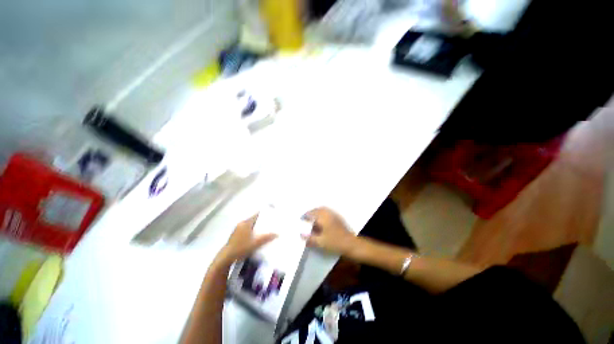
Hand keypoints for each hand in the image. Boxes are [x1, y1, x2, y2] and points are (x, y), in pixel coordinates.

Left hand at [217, 215, 276, 264]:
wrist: (226, 257)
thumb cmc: (241, 248)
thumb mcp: (255, 243)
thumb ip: (266, 238)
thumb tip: (277, 234)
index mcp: (246, 223)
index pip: (256, 215)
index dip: (264, 215)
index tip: (271, 216)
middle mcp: (241, 224)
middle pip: (253, 220)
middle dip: (261, 222)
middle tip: (270, 224)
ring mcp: (237, 229)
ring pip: (249, 225)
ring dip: (256, 227)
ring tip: (264, 230)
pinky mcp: (235, 235)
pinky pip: (246, 229)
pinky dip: (251, 231)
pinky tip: (255, 236)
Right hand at [301, 208, 357, 254]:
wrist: (351, 244)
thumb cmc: (335, 242)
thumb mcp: (320, 242)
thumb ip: (310, 238)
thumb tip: (301, 234)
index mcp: (323, 217)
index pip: (312, 213)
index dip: (306, 215)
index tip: (301, 218)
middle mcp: (329, 213)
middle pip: (318, 209)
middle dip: (312, 212)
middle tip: (307, 216)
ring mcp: (335, 215)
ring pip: (324, 210)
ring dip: (318, 212)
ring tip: (314, 218)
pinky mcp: (339, 218)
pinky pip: (328, 213)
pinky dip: (323, 214)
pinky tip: (323, 221)